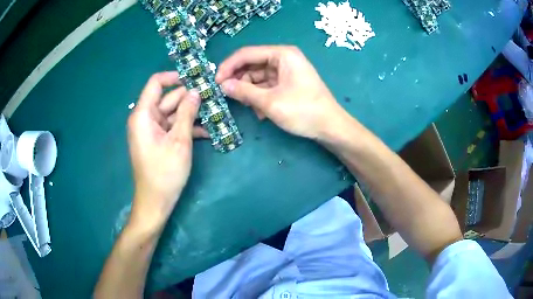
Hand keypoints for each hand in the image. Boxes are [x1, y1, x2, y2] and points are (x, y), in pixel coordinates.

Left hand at [127, 72, 207, 229]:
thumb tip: (196, 92)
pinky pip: (172, 127)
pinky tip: (207, 131)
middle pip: (168, 98)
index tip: (195, 80)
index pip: (156, 83)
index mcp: (143, 114)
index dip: (175, 77)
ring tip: (215, 113)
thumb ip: (187, 113)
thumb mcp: (179, 141)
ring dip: (191, 114)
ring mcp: (151, 130)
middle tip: (213, 96)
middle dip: (189, 98)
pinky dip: (186, 127)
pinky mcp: (158, 140)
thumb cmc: (165, 173)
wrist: (155, 202)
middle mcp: (145, 118)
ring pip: (173, 113)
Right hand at [216, 46, 347, 140]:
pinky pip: (267, 86)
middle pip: (252, 65)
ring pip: (258, 77)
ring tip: (248, 108)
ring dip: (250, 92)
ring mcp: (286, 71)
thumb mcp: (270, 102)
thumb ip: (244, 92)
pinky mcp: (288, 84)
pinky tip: (260, 112)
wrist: (330, 127)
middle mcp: (284, 59)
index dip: (228, 66)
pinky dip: (260, 97)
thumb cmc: (303, 111)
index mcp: (282, 54)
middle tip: (226, 96)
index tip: (215, 81)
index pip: (247, 53)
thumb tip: (222, 86)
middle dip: (239, 81)